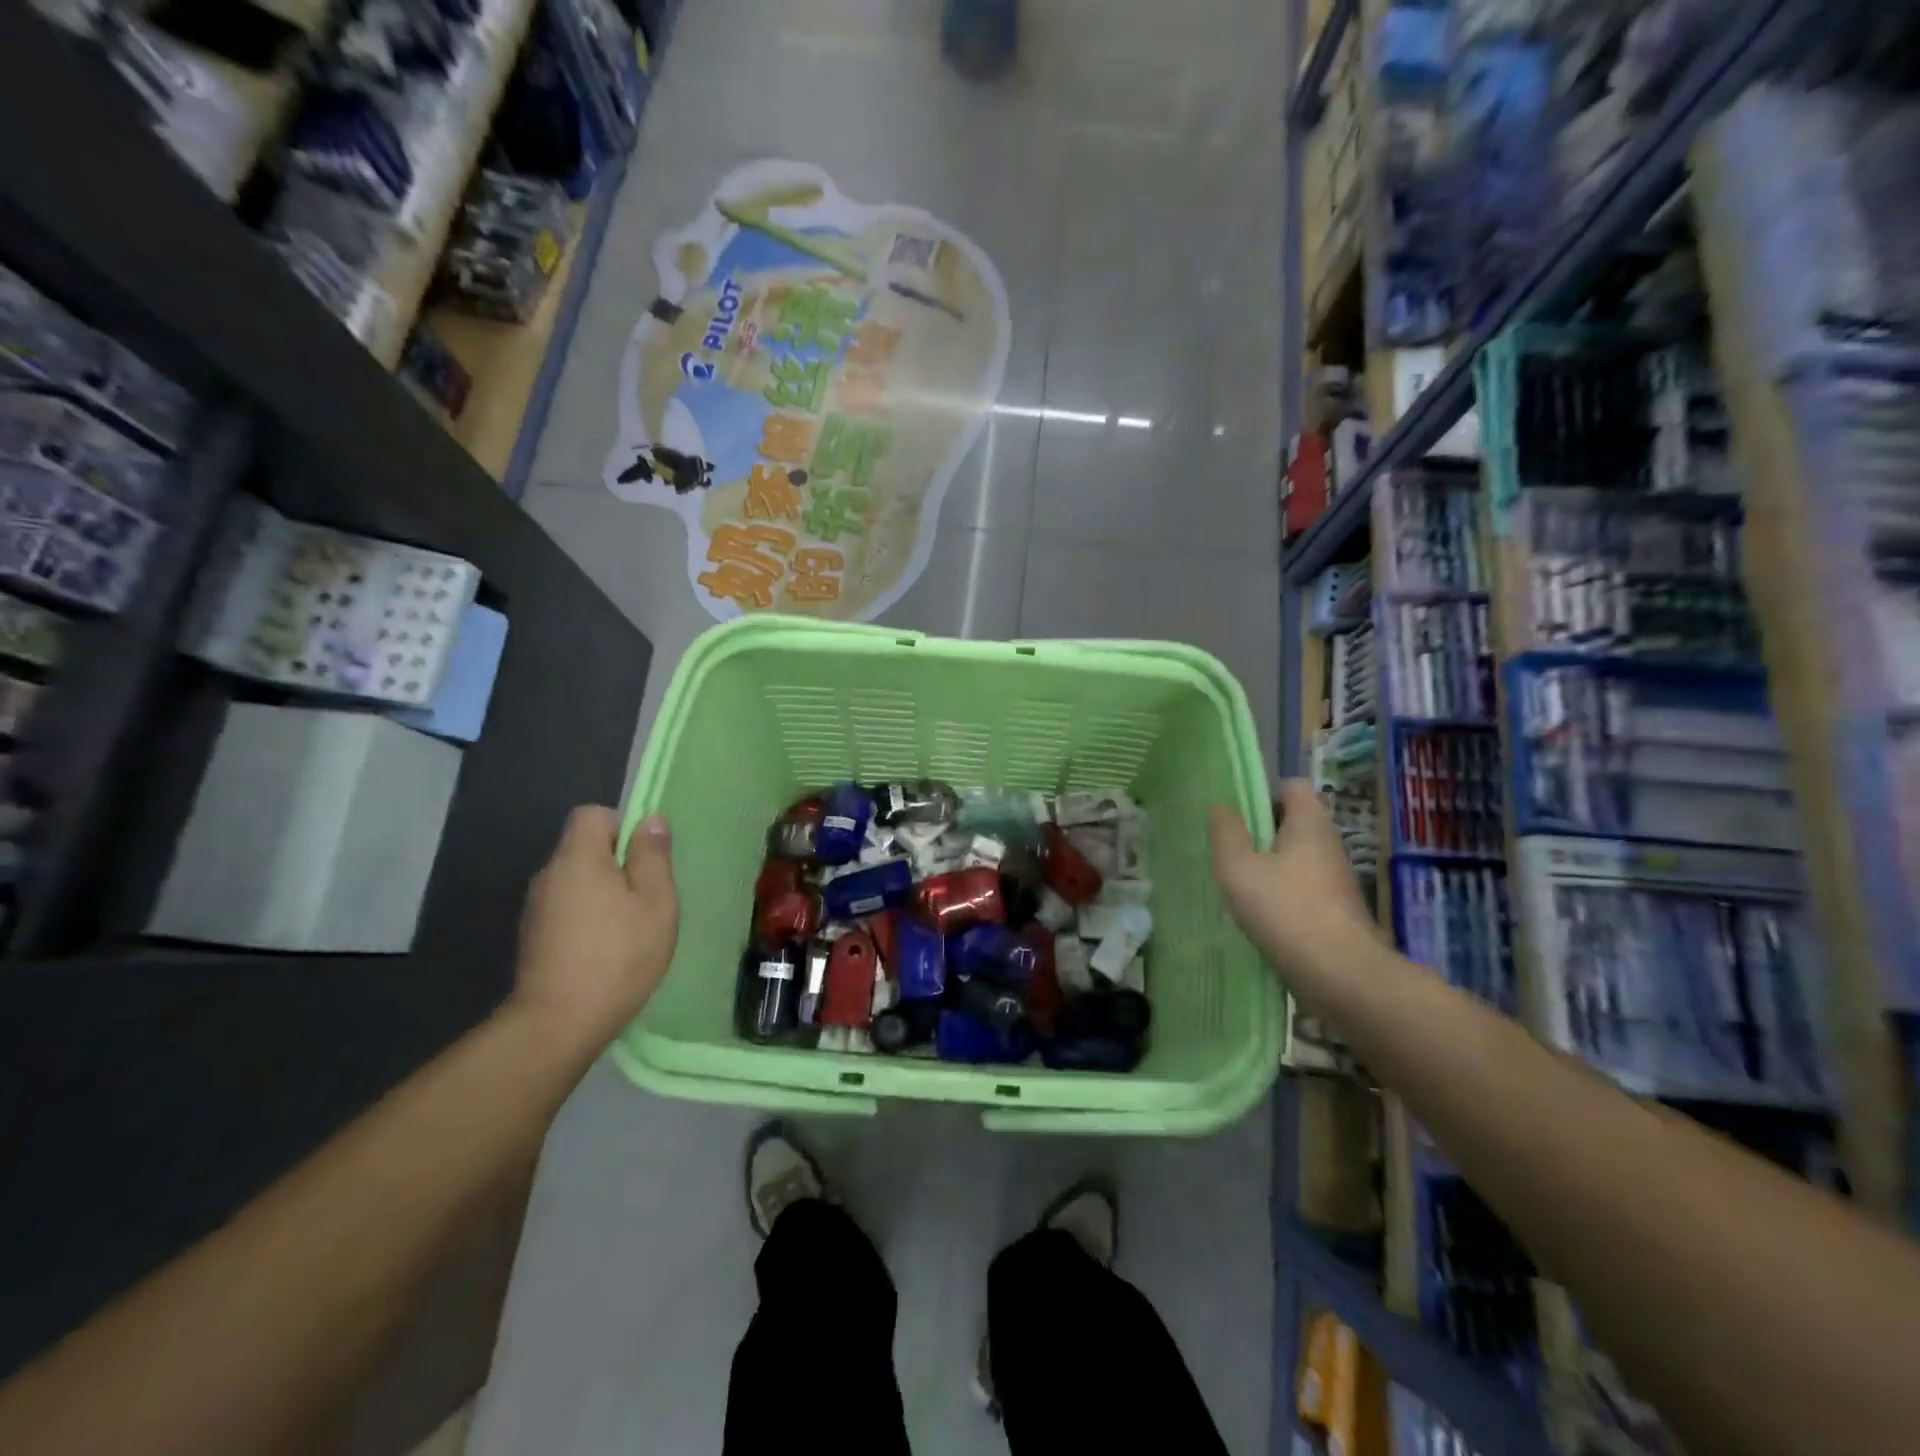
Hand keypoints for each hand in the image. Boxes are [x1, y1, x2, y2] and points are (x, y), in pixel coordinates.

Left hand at [512, 805, 679, 1063]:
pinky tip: (606, 950)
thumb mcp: (655, 901)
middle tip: (646, 896)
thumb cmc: (619, 954)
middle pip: (584, 848)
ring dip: (602, 893)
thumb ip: (653, 857)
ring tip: (629, 927)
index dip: (621, 825)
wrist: (559, 1023)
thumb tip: (649, 820)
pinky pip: (567, 909)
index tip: (643, 858)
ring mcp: (536, 909)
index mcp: (578, 858)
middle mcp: (549, 875)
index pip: (592, 814)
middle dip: (616, 863)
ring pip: (576, 882)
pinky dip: (587, 918)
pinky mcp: (533, 938)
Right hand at [1209, 781, 1375, 984]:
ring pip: (1297, 856)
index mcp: (1309, 822)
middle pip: (1294, 821)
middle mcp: (1329, 843)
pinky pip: (1304, 885)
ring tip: (1240, 883)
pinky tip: (1261, 912)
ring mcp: (1337, 878)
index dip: (1264, 792)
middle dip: (1261, 831)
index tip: (1237, 814)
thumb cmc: (1285, 909)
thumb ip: (1226, 833)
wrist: (1340, 973)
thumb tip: (1220, 806)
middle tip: (1230, 850)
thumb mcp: (1238, 867)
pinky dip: (1283, 892)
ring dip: (1270, 865)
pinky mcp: (1337, 908)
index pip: (1292, 786)